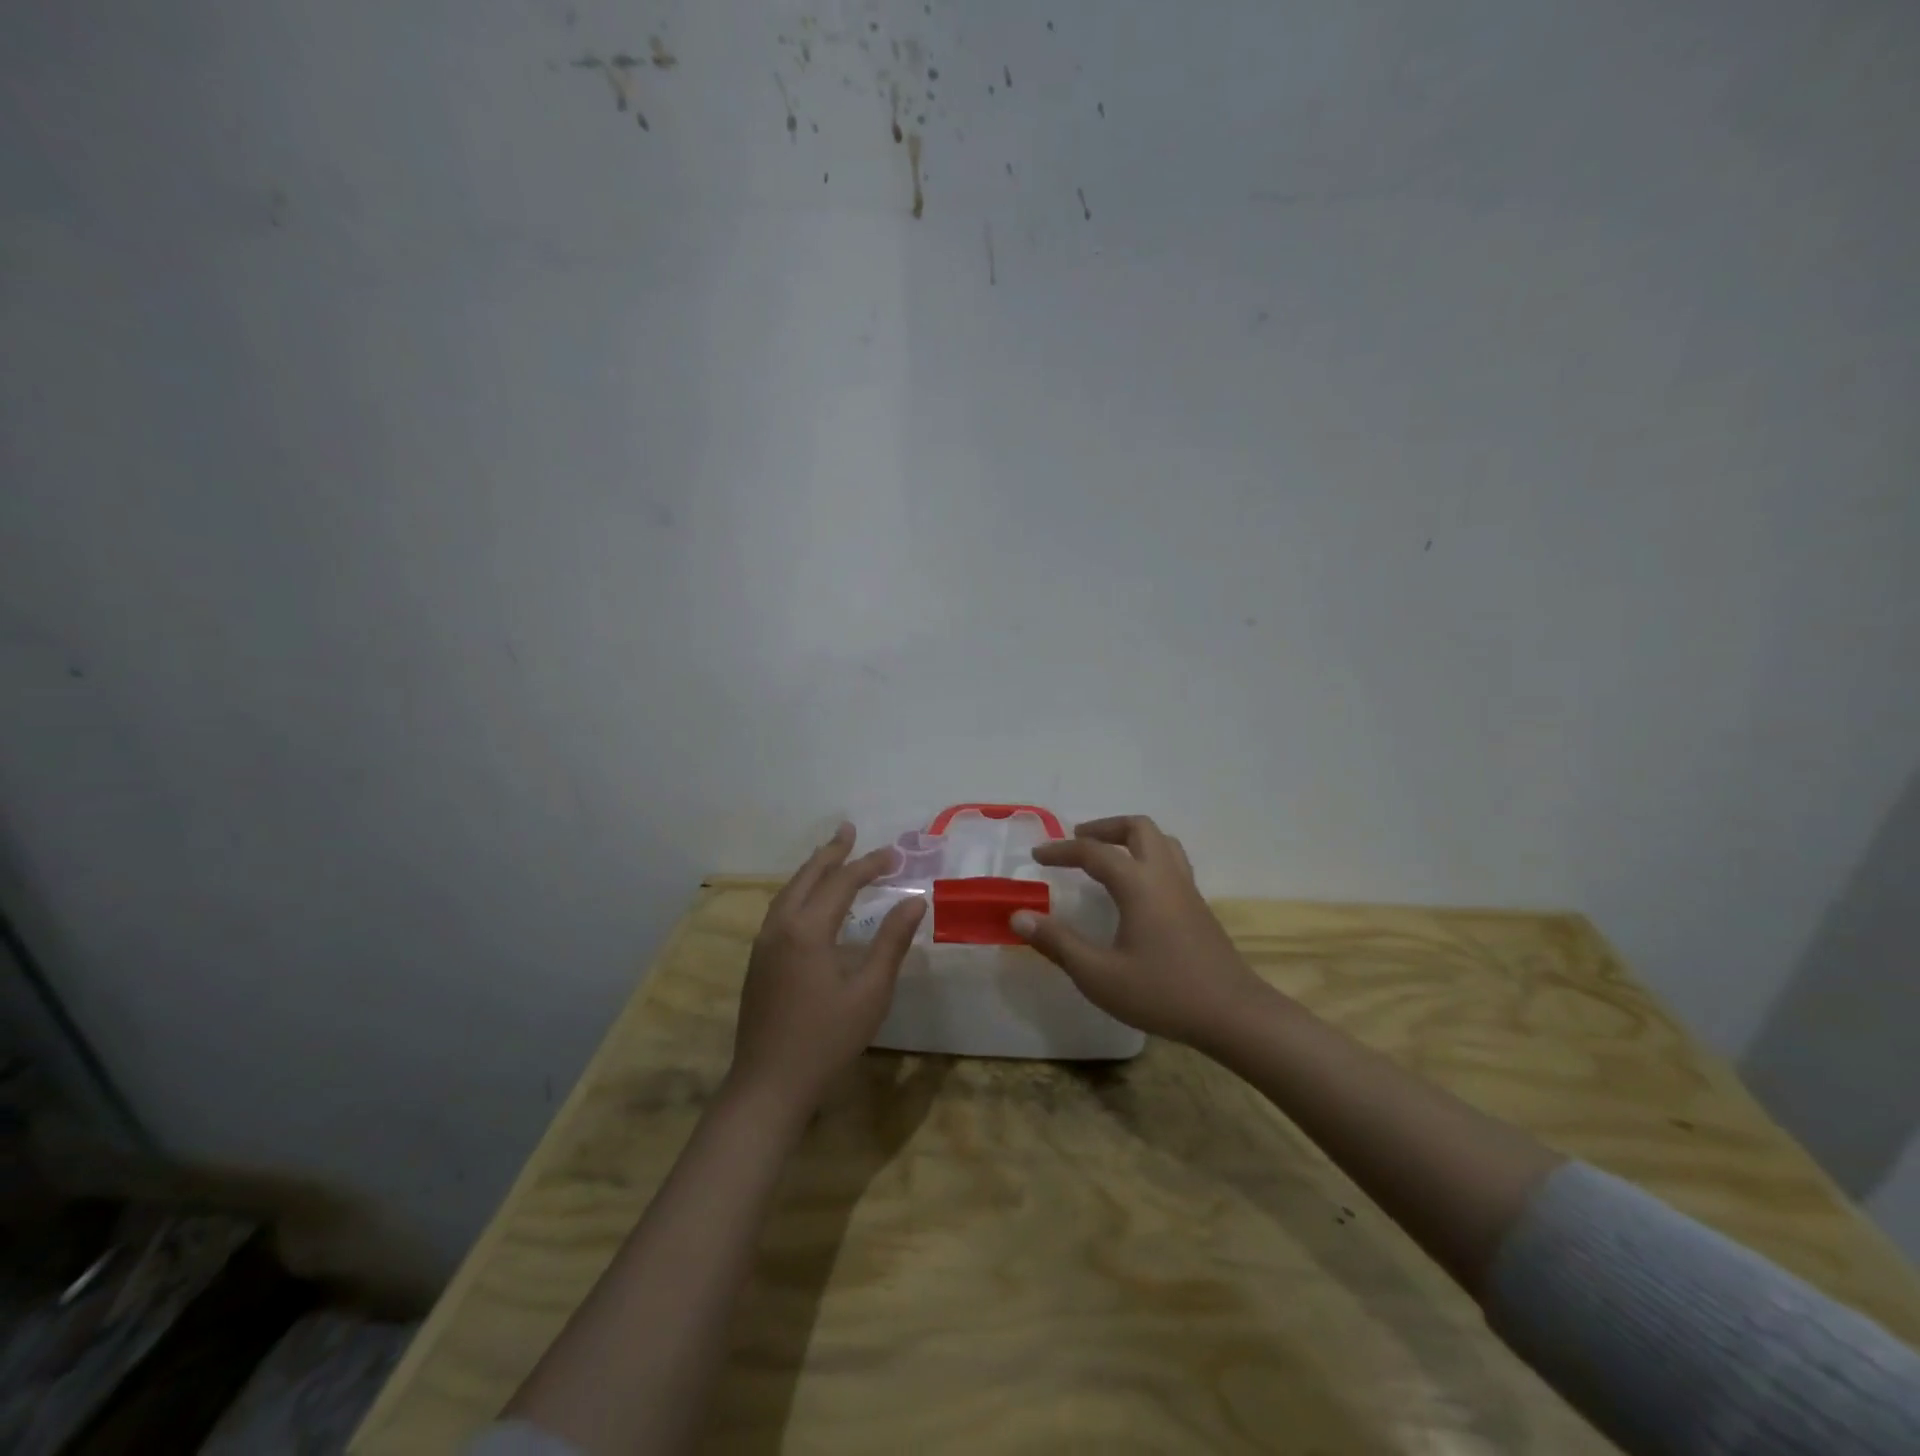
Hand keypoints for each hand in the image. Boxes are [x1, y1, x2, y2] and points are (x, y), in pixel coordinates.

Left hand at [729, 823, 924, 1115]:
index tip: (895, 854)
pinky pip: (780, 910)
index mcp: (807, 930)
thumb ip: (892, 942)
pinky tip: (810, 901)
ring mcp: (763, 944)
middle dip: (831, 853)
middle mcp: (780, 927)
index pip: (841, 883)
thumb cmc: (827, 1039)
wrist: (769, 1085)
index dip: (869, 865)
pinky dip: (799, 892)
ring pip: (788, 892)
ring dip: (812, 870)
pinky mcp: (758, 961)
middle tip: (849, 830)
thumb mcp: (870, 991)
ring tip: (831, 855)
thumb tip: (914, 901)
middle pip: (807, 877)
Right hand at [1013, 815, 1268, 1050]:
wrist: (1233, 1015)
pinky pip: (1171, 861)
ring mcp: (1187, 889)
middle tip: (1077, 842)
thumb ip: (1057, 943)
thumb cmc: (1162, 993)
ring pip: (1161, 841)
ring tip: (1106, 856)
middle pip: (1137, 828)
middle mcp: (1164, 875)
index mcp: (1139, 884)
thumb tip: (1019, 916)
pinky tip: (1135, 889)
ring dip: (1130, 838)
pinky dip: (1146, 857)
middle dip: (1104, 828)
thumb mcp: (1099, 975)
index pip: (1094, 852)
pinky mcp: (1199, 906)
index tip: (1038, 855)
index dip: (1061, 850)